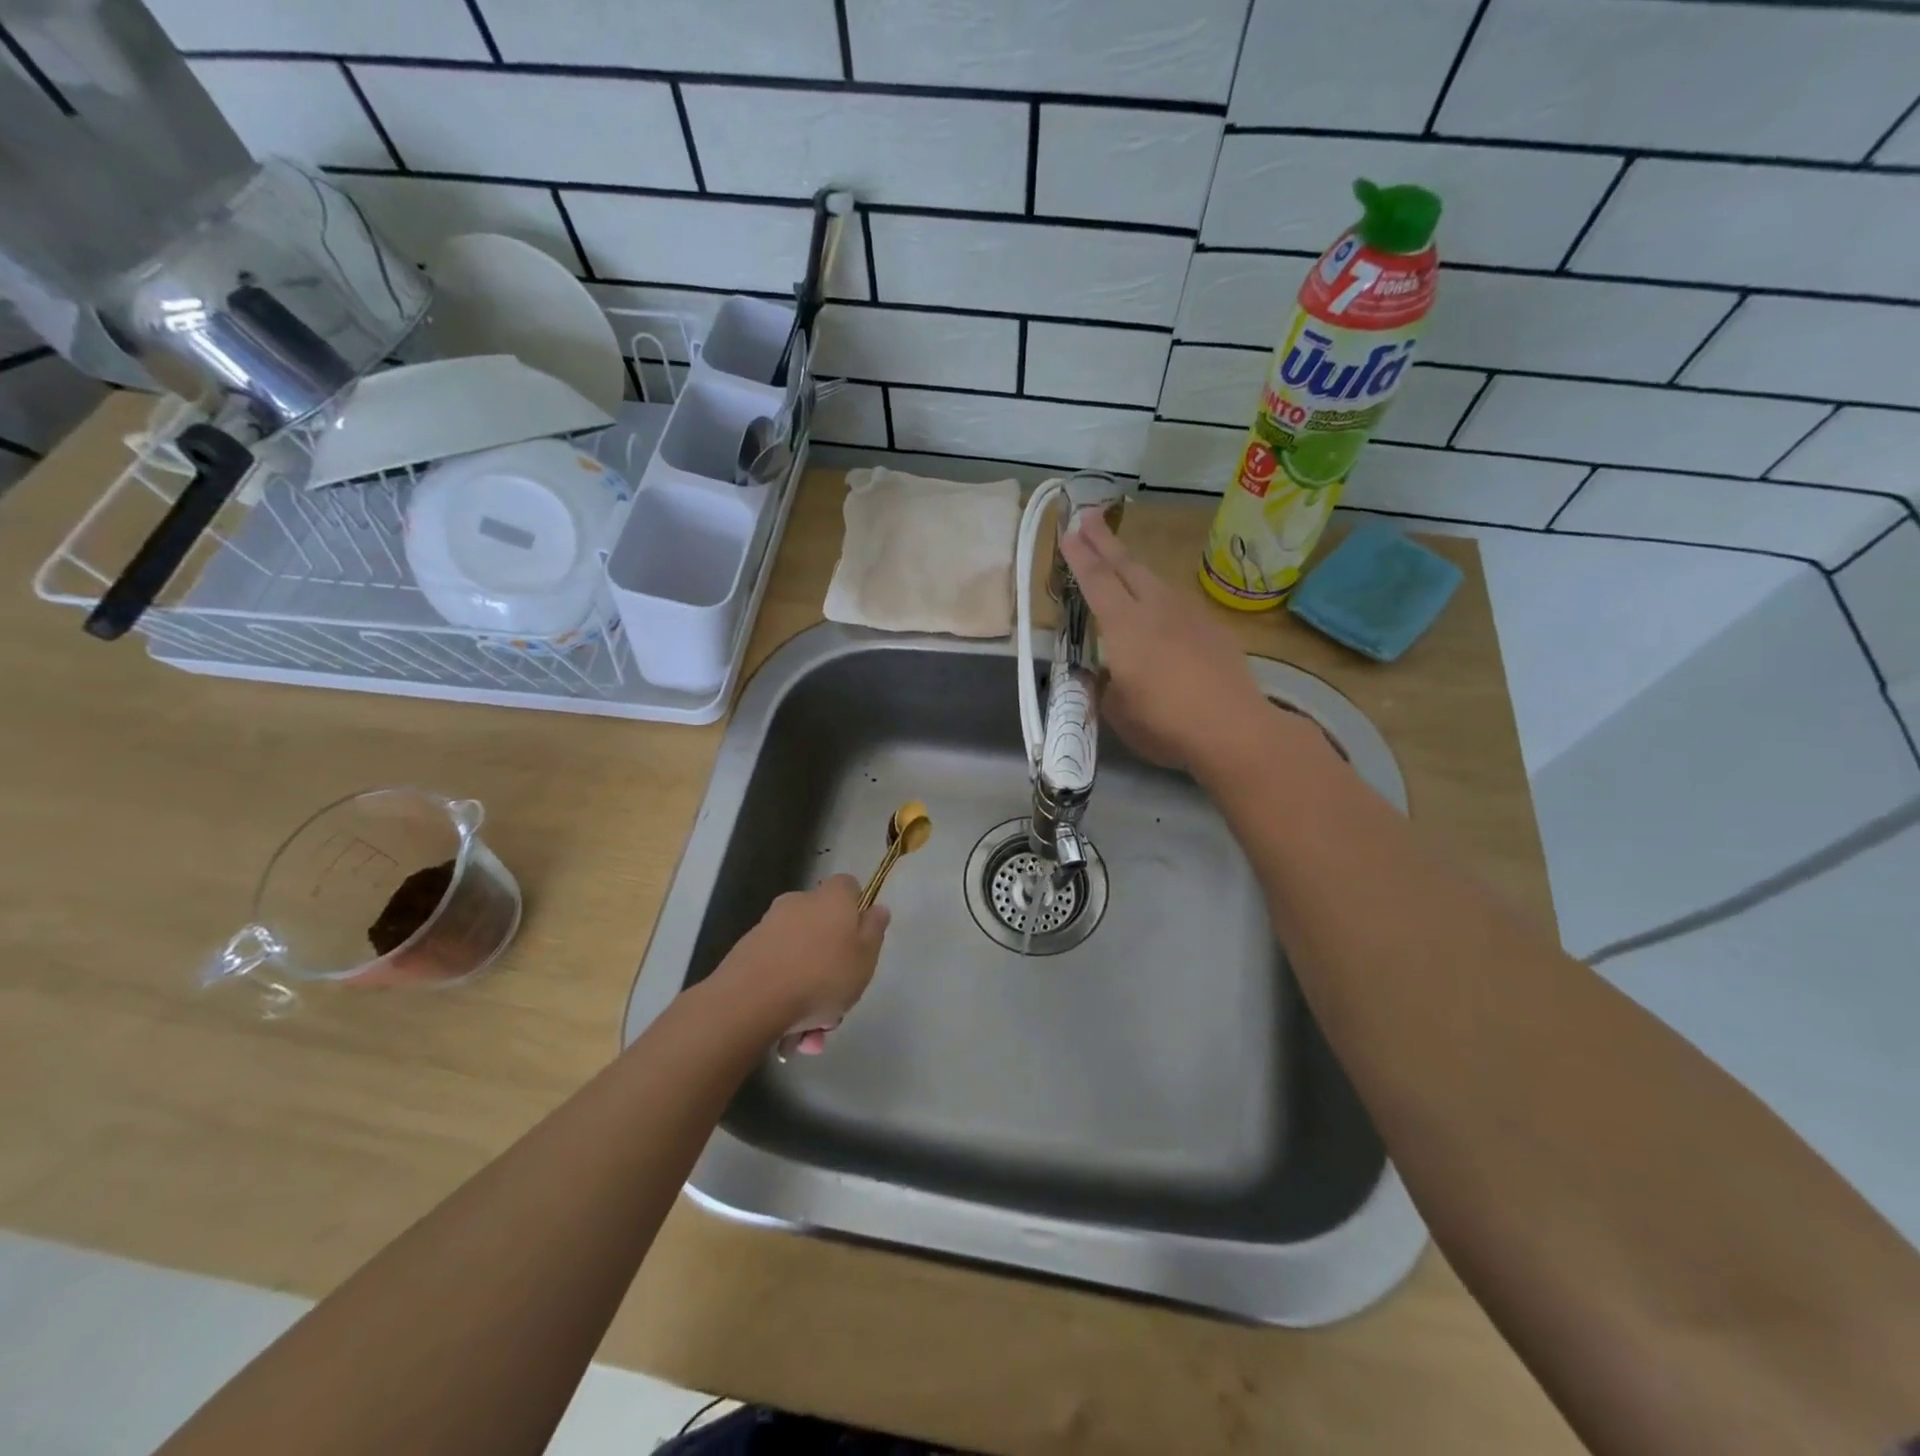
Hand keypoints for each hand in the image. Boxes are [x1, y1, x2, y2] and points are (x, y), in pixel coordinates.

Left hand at [716, 875, 889, 1054]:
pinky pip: (775, 969)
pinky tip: (785, 1028)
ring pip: (799, 954)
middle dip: (830, 960)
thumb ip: (874, 930)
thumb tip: (876, 909)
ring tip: (809, 1031)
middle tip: (836, 1000)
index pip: (848, 887)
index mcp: (831, 899)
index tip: (859, 940)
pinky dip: (783, 992)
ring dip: (807, 986)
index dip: (856, 909)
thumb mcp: (865, 958)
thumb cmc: (821, 977)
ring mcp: (768, 925)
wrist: (750, 1001)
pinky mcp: (746, 950)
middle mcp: (798, 902)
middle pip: (822, 924)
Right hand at [1059, 509, 1273, 774]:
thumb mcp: (1117, 711)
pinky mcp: (1213, 628)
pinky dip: (1159, 594)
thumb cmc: (1164, 724)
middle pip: (1127, 565)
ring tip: (1121, 562)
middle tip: (1088, 517)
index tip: (1068, 532)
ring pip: (1155, 580)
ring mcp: (1189, 615)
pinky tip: (1159, 607)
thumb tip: (1108, 674)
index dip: (1079, 556)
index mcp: (1124, 626)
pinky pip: (1177, 601)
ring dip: (1133, 566)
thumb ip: (1106, 686)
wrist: (1233, 729)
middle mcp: (1156, 609)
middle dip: (1104, 541)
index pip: (1096, 581)